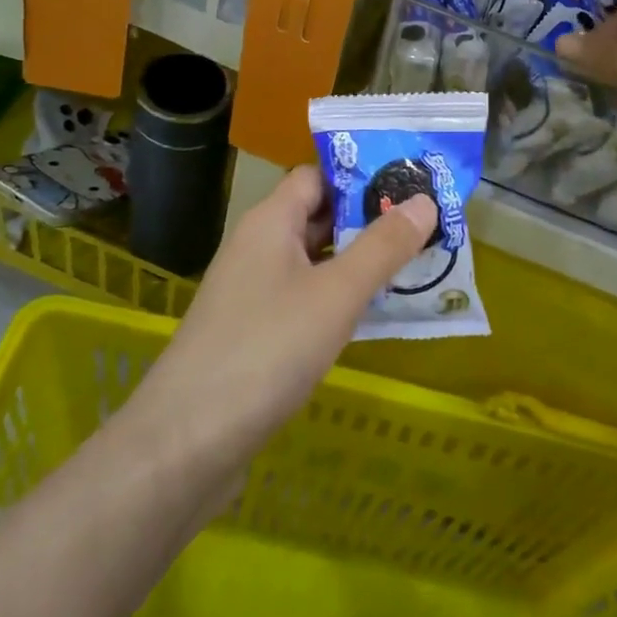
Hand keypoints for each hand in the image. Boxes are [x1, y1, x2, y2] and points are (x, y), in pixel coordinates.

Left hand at [130, 167, 437, 465]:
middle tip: (429, 224)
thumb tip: (425, 200)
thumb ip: (383, 246)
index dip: (361, 175)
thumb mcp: (336, 293)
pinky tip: (374, 314)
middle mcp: (258, 247)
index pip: (317, 176)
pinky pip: (306, 299)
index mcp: (270, 222)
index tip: (412, 182)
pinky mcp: (255, 333)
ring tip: (417, 264)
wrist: (188, 441)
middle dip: (370, 219)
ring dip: (359, 261)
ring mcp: (253, 292)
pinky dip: (340, 298)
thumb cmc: (267, 349)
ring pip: (315, 261)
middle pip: (318, 217)